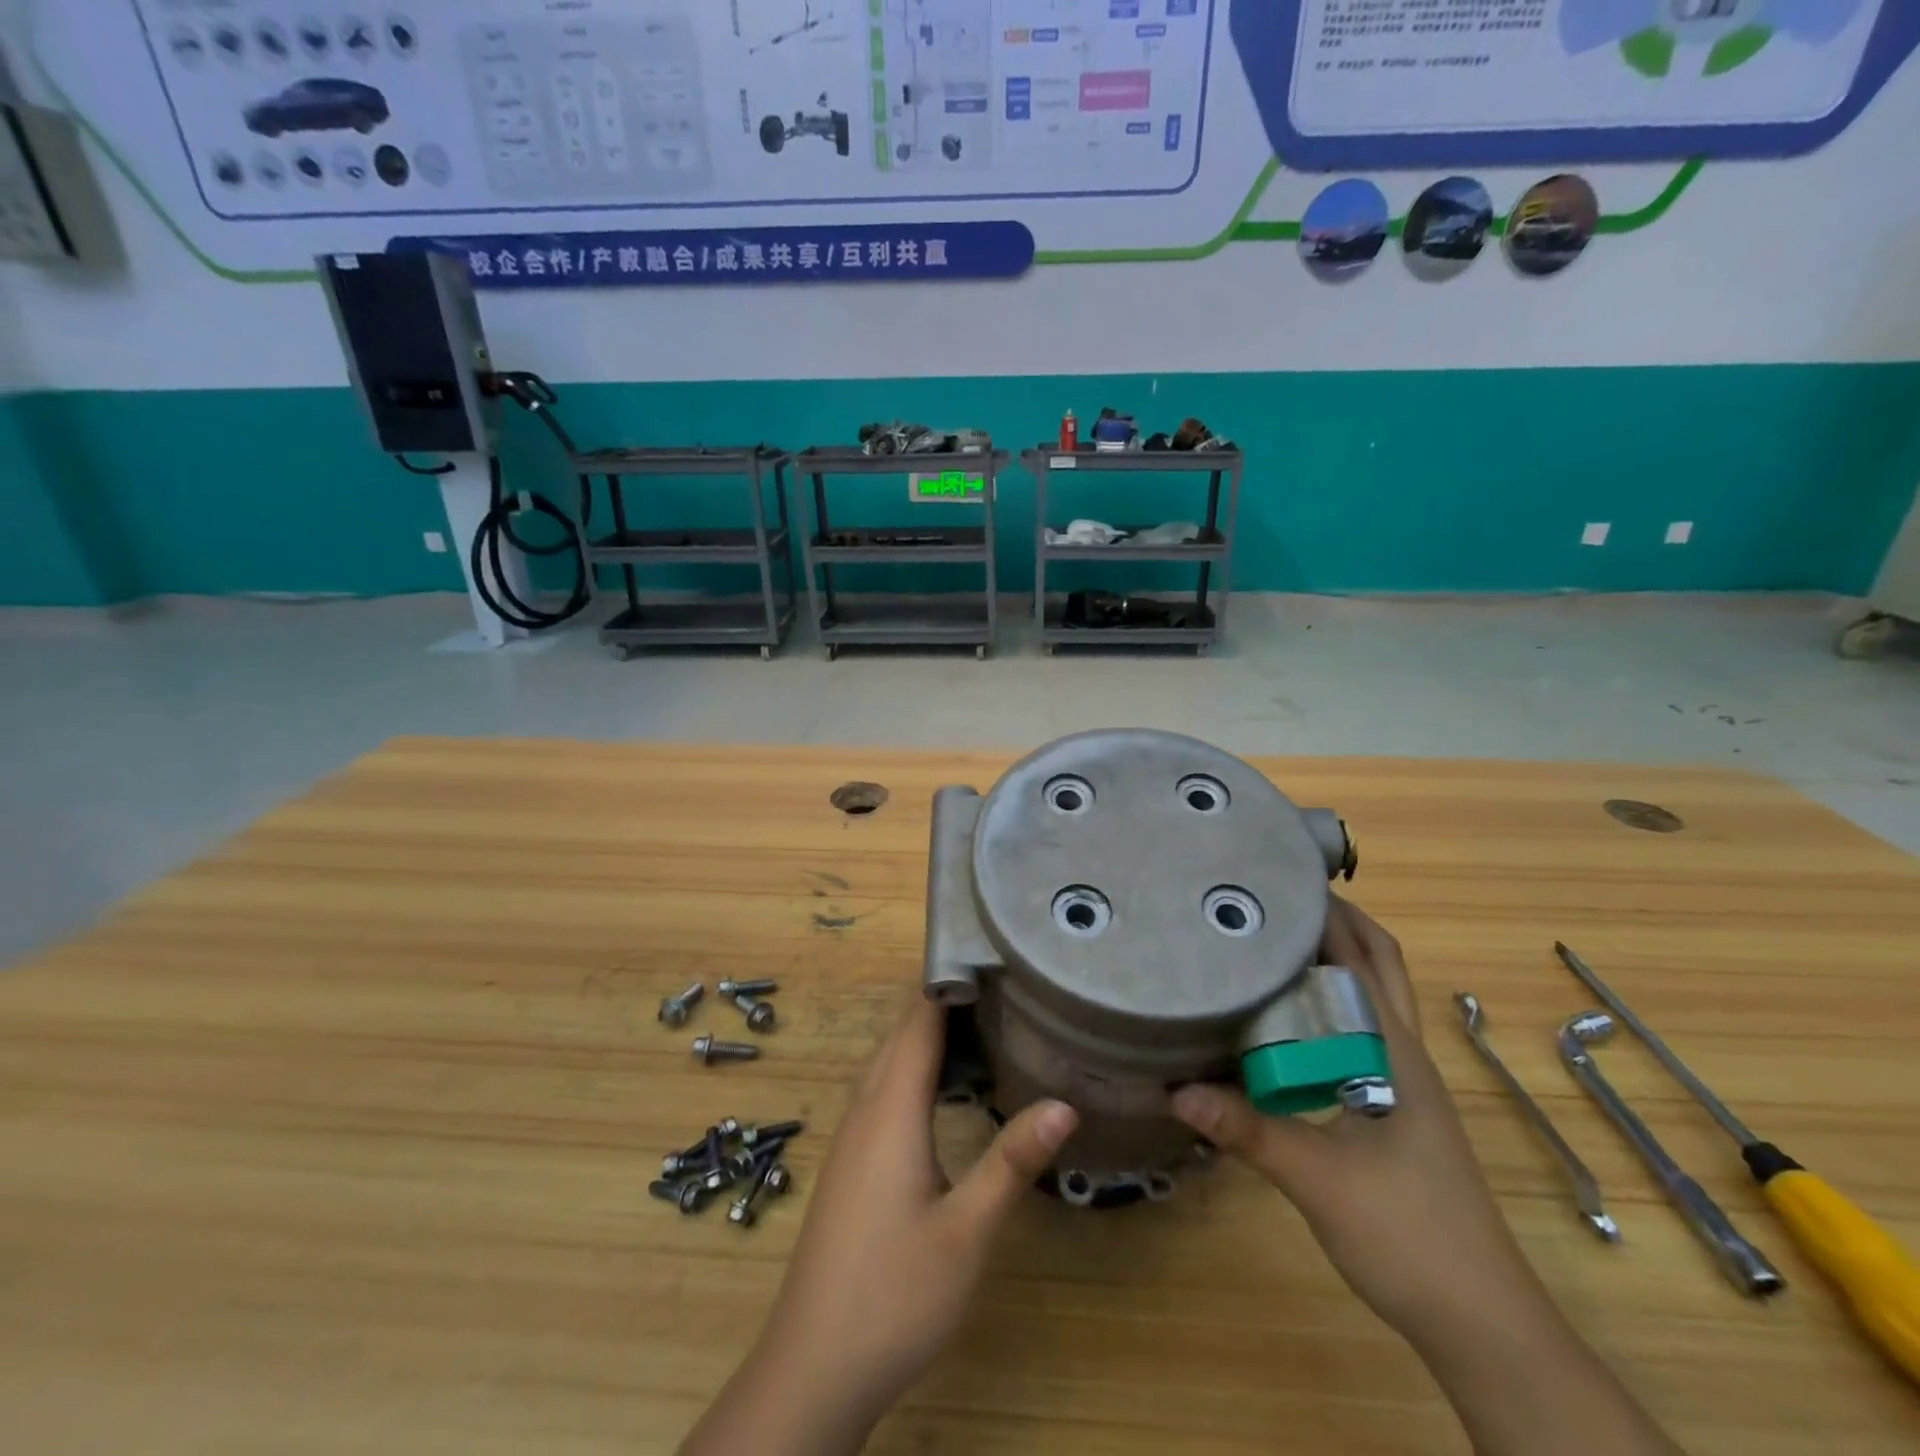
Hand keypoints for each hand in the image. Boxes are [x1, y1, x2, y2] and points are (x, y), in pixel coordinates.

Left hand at [679, 1000, 1077, 1455]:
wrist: (814, 1366)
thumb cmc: (893, 1293)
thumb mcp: (967, 1231)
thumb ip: (1012, 1162)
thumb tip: (1065, 1103)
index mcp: (890, 1110)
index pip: (918, 1023)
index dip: (947, 983)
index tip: (988, 955)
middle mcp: (865, 1110)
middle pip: (900, 1035)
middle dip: (942, 1004)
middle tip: (999, 988)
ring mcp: (851, 1138)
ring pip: (887, 1063)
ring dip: (925, 1037)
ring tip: (980, 1027)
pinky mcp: (849, 1163)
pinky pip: (881, 1091)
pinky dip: (912, 1070)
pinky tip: (941, 1092)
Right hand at [1170, 898, 1551, 1341]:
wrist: (1479, 1320)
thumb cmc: (1409, 1234)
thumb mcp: (1317, 1178)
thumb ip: (1248, 1130)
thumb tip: (1175, 1087)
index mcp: (1394, 1052)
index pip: (1367, 958)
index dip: (1332, 912)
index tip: (1281, 878)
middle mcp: (1403, 1055)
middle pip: (1378, 966)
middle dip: (1337, 923)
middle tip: (1275, 898)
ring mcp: (1403, 1083)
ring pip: (1370, 1000)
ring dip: (1335, 961)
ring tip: (1272, 941)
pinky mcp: (1392, 1109)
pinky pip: (1358, 1036)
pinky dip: (1328, 1008)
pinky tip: (1285, 1020)